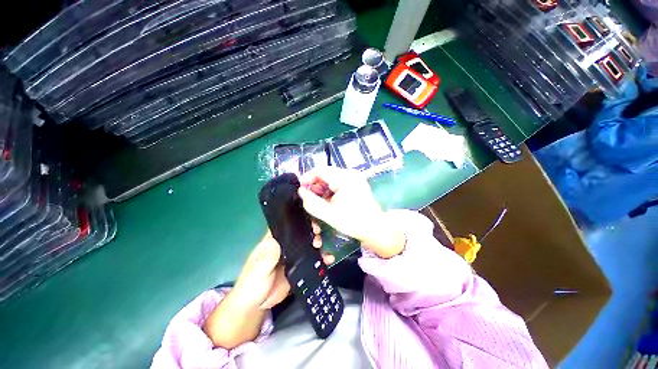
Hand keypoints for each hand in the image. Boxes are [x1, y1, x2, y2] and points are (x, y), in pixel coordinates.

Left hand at [231, 228, 332, 310]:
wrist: (258, 305)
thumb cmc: (252, 283)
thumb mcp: (258, 270)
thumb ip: (266, 257)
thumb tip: (277, 241)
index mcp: (273, 241)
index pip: (286, 226)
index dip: (298, 221)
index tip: (309, 221)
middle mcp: (285, 246)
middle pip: (300, 233)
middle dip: (310, 231)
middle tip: (317, 234)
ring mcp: (294, 256)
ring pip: (308, 245)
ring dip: (316, 242)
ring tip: (320, 245)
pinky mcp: (300, 267)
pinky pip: (313, 260)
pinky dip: (322, 259)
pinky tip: (328, 259)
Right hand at [298, 167, 405, 258]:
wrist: (375, 228)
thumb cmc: (353, 222)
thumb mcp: (329, 214)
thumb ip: (312, 203)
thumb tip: (301, 191)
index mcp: (345, 179)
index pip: (321, 171)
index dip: (308, 177)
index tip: (301, 187)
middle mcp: (351, 174)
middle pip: (327, 173)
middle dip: (315, 183)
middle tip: (309, 196)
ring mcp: (356, 178)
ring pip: (332, 177)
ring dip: (323, 186)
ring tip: (319, 199)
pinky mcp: (357, 183)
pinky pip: (339, 181)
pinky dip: (331, 188)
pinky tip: (329, 199)